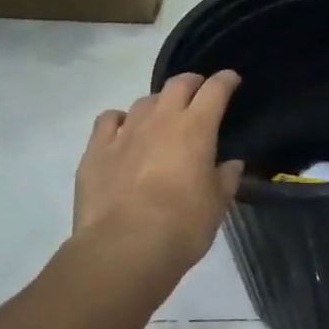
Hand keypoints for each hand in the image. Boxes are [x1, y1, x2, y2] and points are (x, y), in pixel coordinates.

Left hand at [73, 72, 245, 280]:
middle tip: (198, 92)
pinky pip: (108, 120)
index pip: (215, 90)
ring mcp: (125, 132)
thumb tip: (231, 165)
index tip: (232, 80)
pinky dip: (120, 120)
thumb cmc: (182, 226)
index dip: (225, 81)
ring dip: (157, 104)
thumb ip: (226, 179)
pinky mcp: (96, 149)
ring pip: (144, 101)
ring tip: (161, 118)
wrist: (124, 248)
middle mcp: (160, 119)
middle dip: (192, 83)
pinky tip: (123, 132)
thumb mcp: (217, 205)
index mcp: (196, 128)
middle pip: (177, 84)